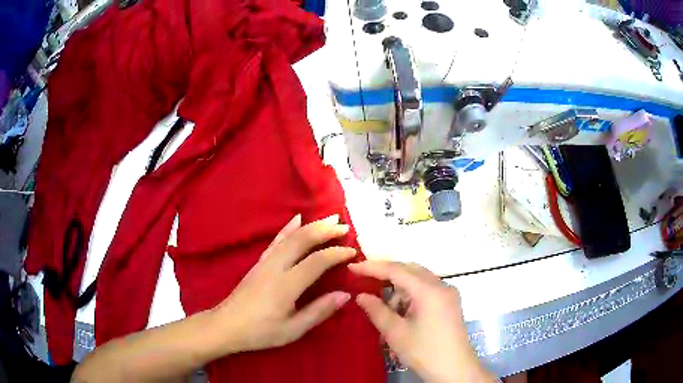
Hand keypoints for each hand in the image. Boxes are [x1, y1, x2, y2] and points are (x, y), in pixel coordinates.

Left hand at [211, 214, 356, 353]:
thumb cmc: (260, 331)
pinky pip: (276, 240)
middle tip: (344, 226)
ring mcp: (265, 262)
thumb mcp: (292, 330)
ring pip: (290, 237)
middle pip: (302, 240)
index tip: (353, 253)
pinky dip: (288, 228)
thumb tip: (345, 294)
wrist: (226, 325)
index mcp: (286, 285)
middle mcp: (275, 267)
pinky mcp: (259, 262)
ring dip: (311, 226)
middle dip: (325, 230)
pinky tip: (297, 219)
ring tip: (329, 219)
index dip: (336, 254)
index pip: (317, 262)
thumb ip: (318, 311)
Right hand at [349, 261, 493, 382]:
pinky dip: (411, 298)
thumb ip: (377, 310)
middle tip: (366, 284)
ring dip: (400, 291)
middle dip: (387, 276)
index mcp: (429, 290)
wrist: (455, 371)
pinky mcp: (450, 304)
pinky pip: (427, 291)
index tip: (352, 268)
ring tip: (387, 313)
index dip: (373, 267)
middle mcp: (442, 286)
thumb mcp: (396, 333)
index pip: (397, 270)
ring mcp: (448, 294)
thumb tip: (361, 296)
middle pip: (410, 271)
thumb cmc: (424, 352)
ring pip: (418, 281)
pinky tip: (403, 316)